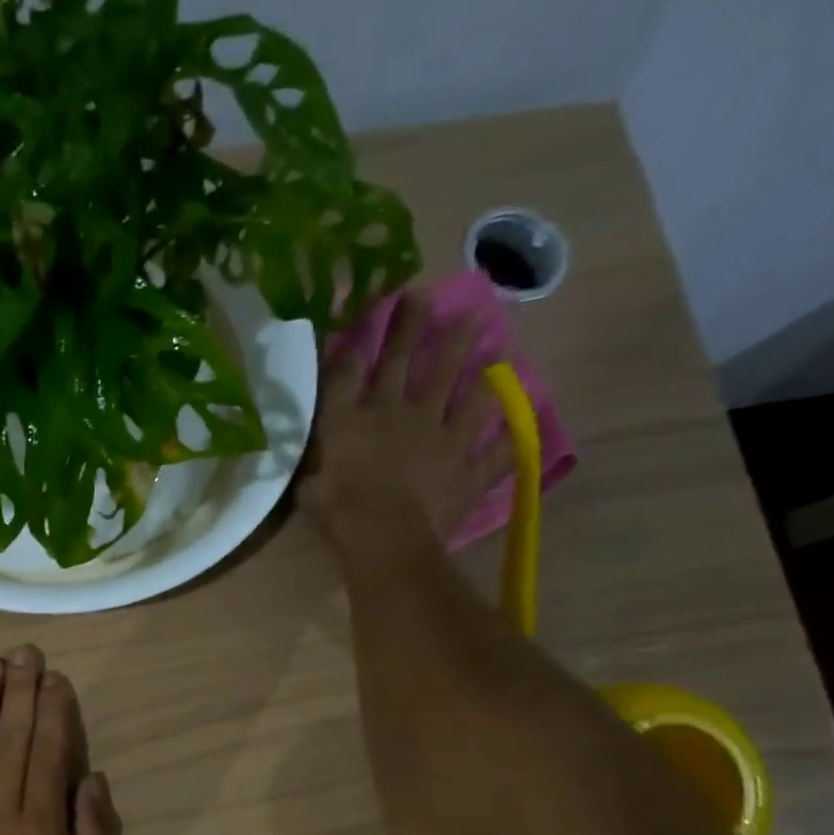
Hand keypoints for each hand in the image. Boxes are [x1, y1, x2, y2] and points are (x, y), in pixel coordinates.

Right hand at [305, 292, 508, 559]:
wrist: (387, 536)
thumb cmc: (339, 510)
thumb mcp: (309, 481)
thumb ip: (315, 459)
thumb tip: (312, 448)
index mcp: (358, 418)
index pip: (356, 367)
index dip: (367, 334)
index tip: (379, 304)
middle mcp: (403, 413)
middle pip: (413, 362)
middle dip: (419, 327)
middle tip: (432, 298)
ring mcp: (444, 437)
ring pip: (467, 394)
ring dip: (482, 367)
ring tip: (498, 346)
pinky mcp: (469, 468)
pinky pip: (498, 454)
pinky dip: (512, 442)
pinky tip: (524, 429)